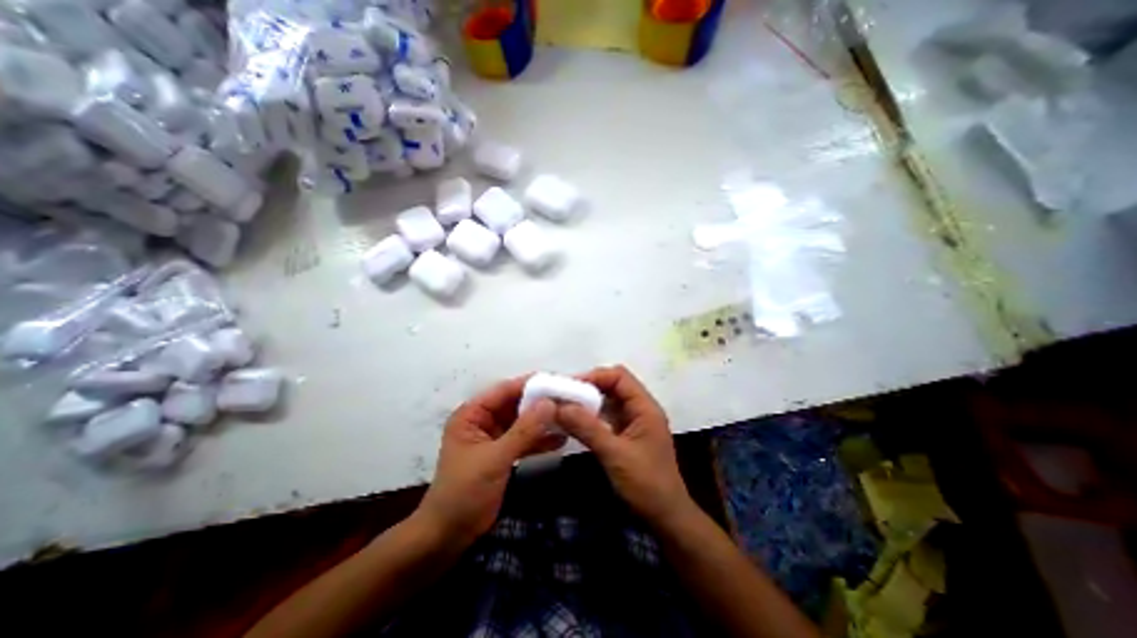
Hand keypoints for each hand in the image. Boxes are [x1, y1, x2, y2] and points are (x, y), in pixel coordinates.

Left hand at [414, 375, 562, 545]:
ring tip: (570, 416)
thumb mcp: (495, 458)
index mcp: (472, 414)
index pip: (504, 390)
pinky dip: (540, 440)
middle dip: (541, 403)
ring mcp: (494, 437)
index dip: (530, 384)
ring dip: (543, 421)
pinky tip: (561, 439)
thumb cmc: (464, 492)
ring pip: (522, 422)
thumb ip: (524, 431)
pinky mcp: (503, 453)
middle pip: (516, 404)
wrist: (449, 536)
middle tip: (569, 399)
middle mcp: (483, 420)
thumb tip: (549, 403)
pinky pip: (524, 440)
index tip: (558, 381)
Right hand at [558, 366, 692, 524]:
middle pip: (613, 385)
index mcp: (645, 407)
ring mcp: (634, 422)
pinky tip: (575, 422)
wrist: (666, 518)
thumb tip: (558, 406)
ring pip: (609, 401)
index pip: (619, 377)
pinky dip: (591, 416)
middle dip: (588, 387)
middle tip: (563, 395)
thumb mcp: (614, 455)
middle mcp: (641, 409)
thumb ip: (587, 428)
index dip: (595, 376)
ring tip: (564, 406)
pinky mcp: (627, 435)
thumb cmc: (646, 485)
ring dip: (588, 402)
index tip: (569, 386)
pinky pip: (607, 417)